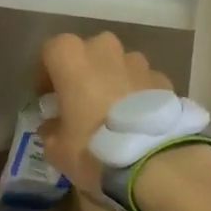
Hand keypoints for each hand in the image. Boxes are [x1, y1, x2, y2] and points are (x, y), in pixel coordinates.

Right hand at [36, 32, 173, 192]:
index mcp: (72, 58)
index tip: (48, 97)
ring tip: (113, 113)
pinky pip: (143, 81)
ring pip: (119, 64)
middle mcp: (105, 49)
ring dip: (113, 81)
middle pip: (89, 53)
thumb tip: (53, 126)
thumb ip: (51, 131)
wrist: (154, 160)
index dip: (46, 73)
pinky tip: (138, 121)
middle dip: (83, 73)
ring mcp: (139, 62)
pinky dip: (138, 95)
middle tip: (81, 102)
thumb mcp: (57, 150)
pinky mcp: (164, 79)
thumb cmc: (94, 148)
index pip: (51, 51)